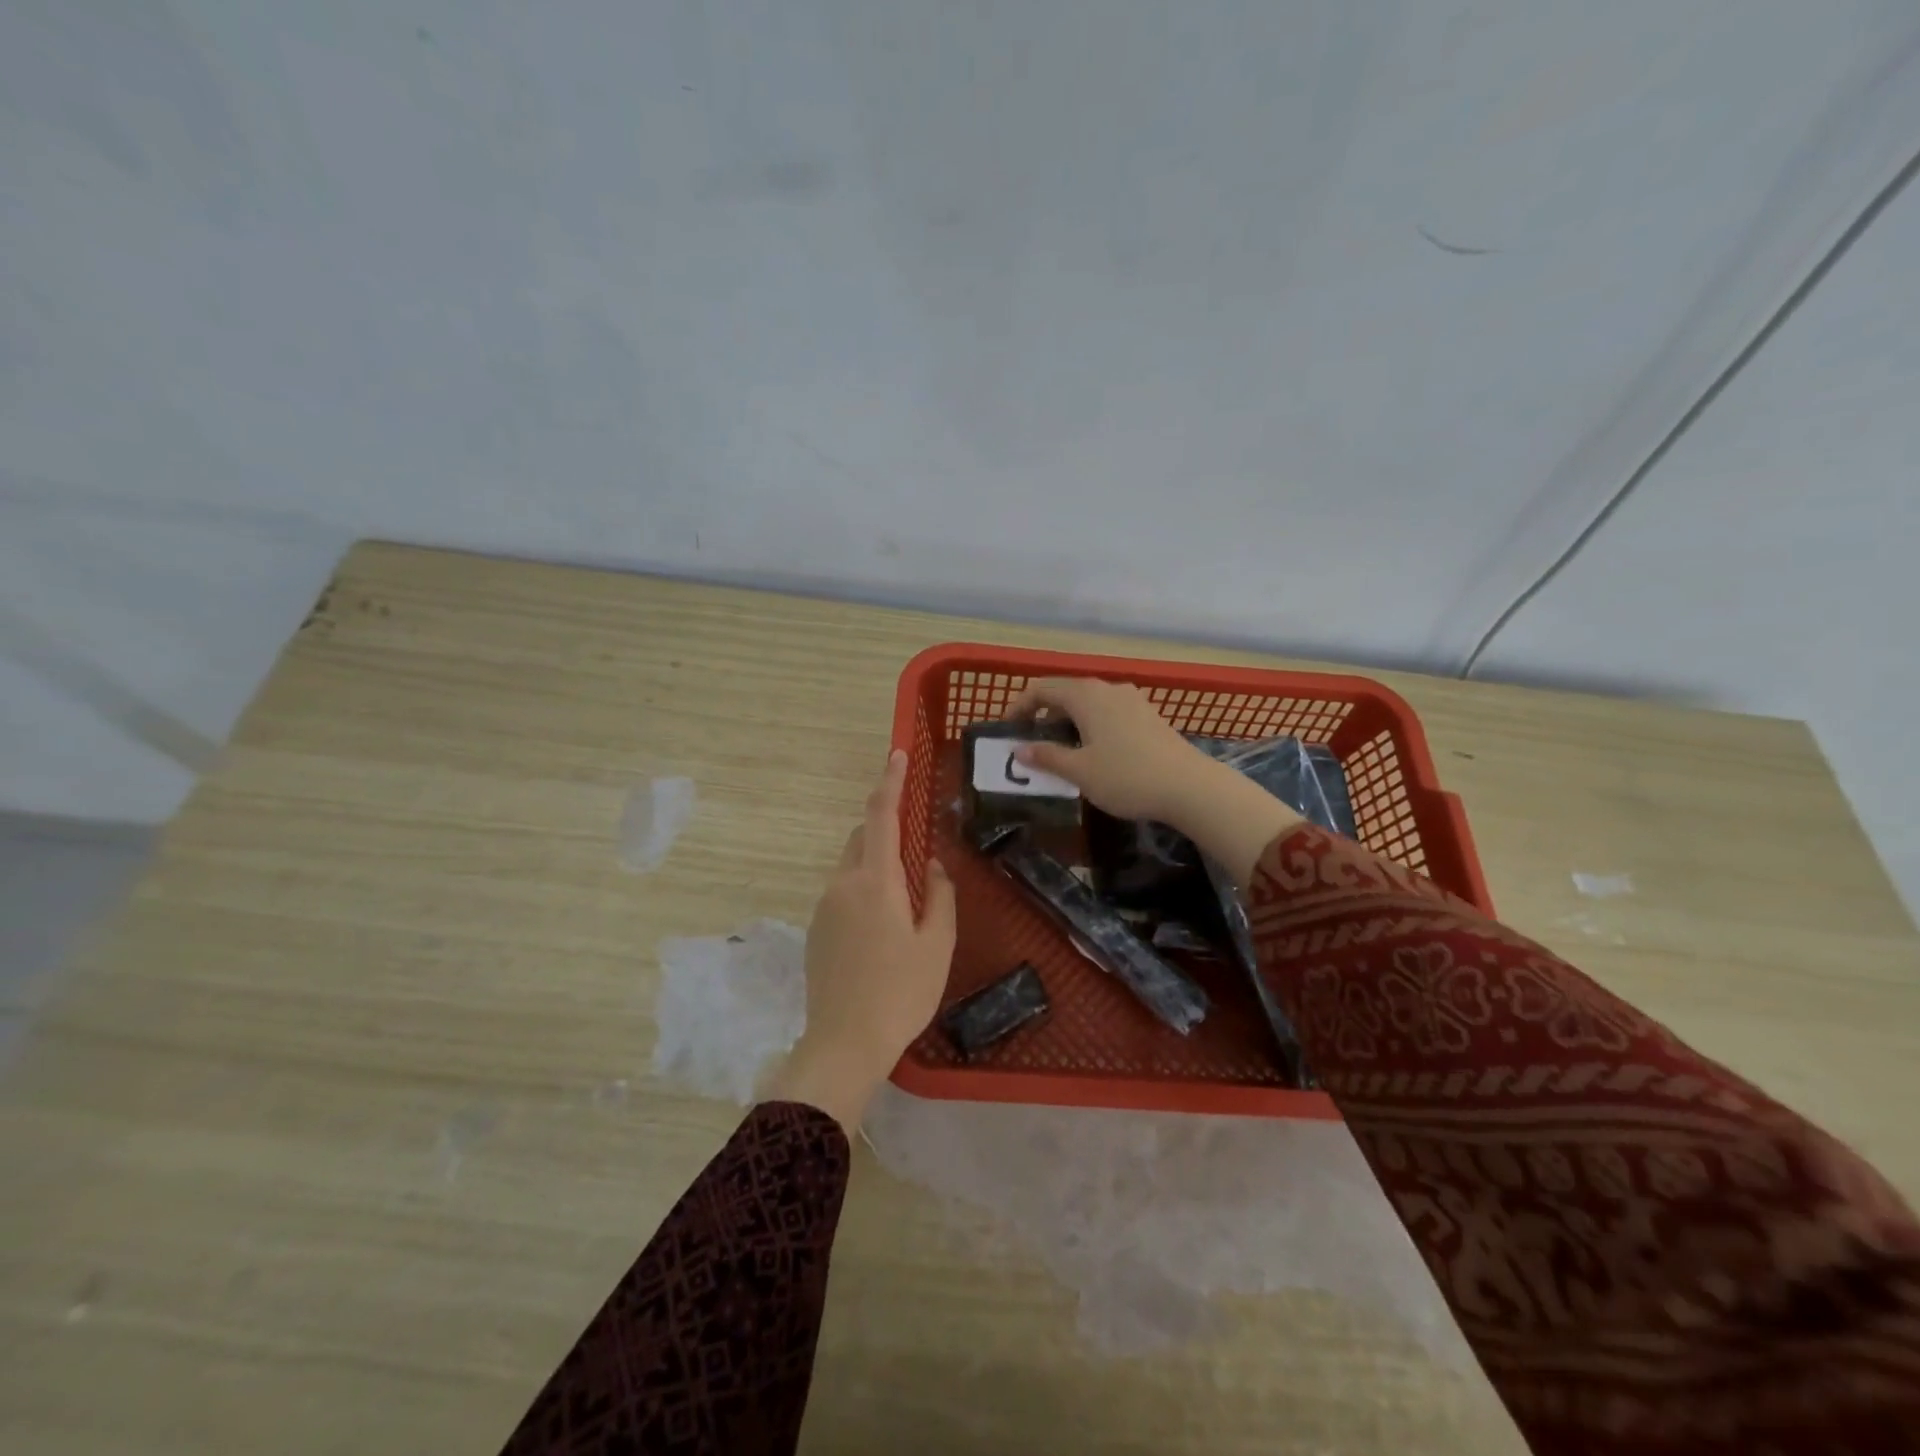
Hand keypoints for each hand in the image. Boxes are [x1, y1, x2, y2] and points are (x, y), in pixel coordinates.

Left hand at [767, 749, 956, 1131]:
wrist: (843, 1043)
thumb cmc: (901, 992)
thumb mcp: (937, 944)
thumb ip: (939, 896)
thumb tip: (934, 867)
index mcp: (875, 880)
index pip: (881, 815)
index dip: (890, 781)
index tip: (897, 754)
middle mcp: (842, 883)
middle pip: (861, 839)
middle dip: (885, 829)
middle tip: (915, 848)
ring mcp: (823, 906)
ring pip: (850, 866)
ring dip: (875, 865)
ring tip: (904, 901)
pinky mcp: (815, 930)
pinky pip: (841, 892)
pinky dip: (863, 890)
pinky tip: (881, 929)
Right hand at [1007, 678, 1212, 823]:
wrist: (1189, 787)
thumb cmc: (1126, 777)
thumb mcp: (1079, 771)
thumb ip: (1046, 757)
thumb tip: (1019, 750)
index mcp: (1086, 695)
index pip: (1042, 688)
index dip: (1020, 706)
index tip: (1009, 731)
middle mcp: (1108, 689)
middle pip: (1065, 692)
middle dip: (1043, 713)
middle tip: (1031, 742)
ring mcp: (1132, 700)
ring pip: (1089, 702)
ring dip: (1068, 720)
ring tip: (1060, 749)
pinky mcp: (1148, 716)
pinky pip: (1108, 712)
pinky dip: (1090, 725)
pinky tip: (1094, 751)